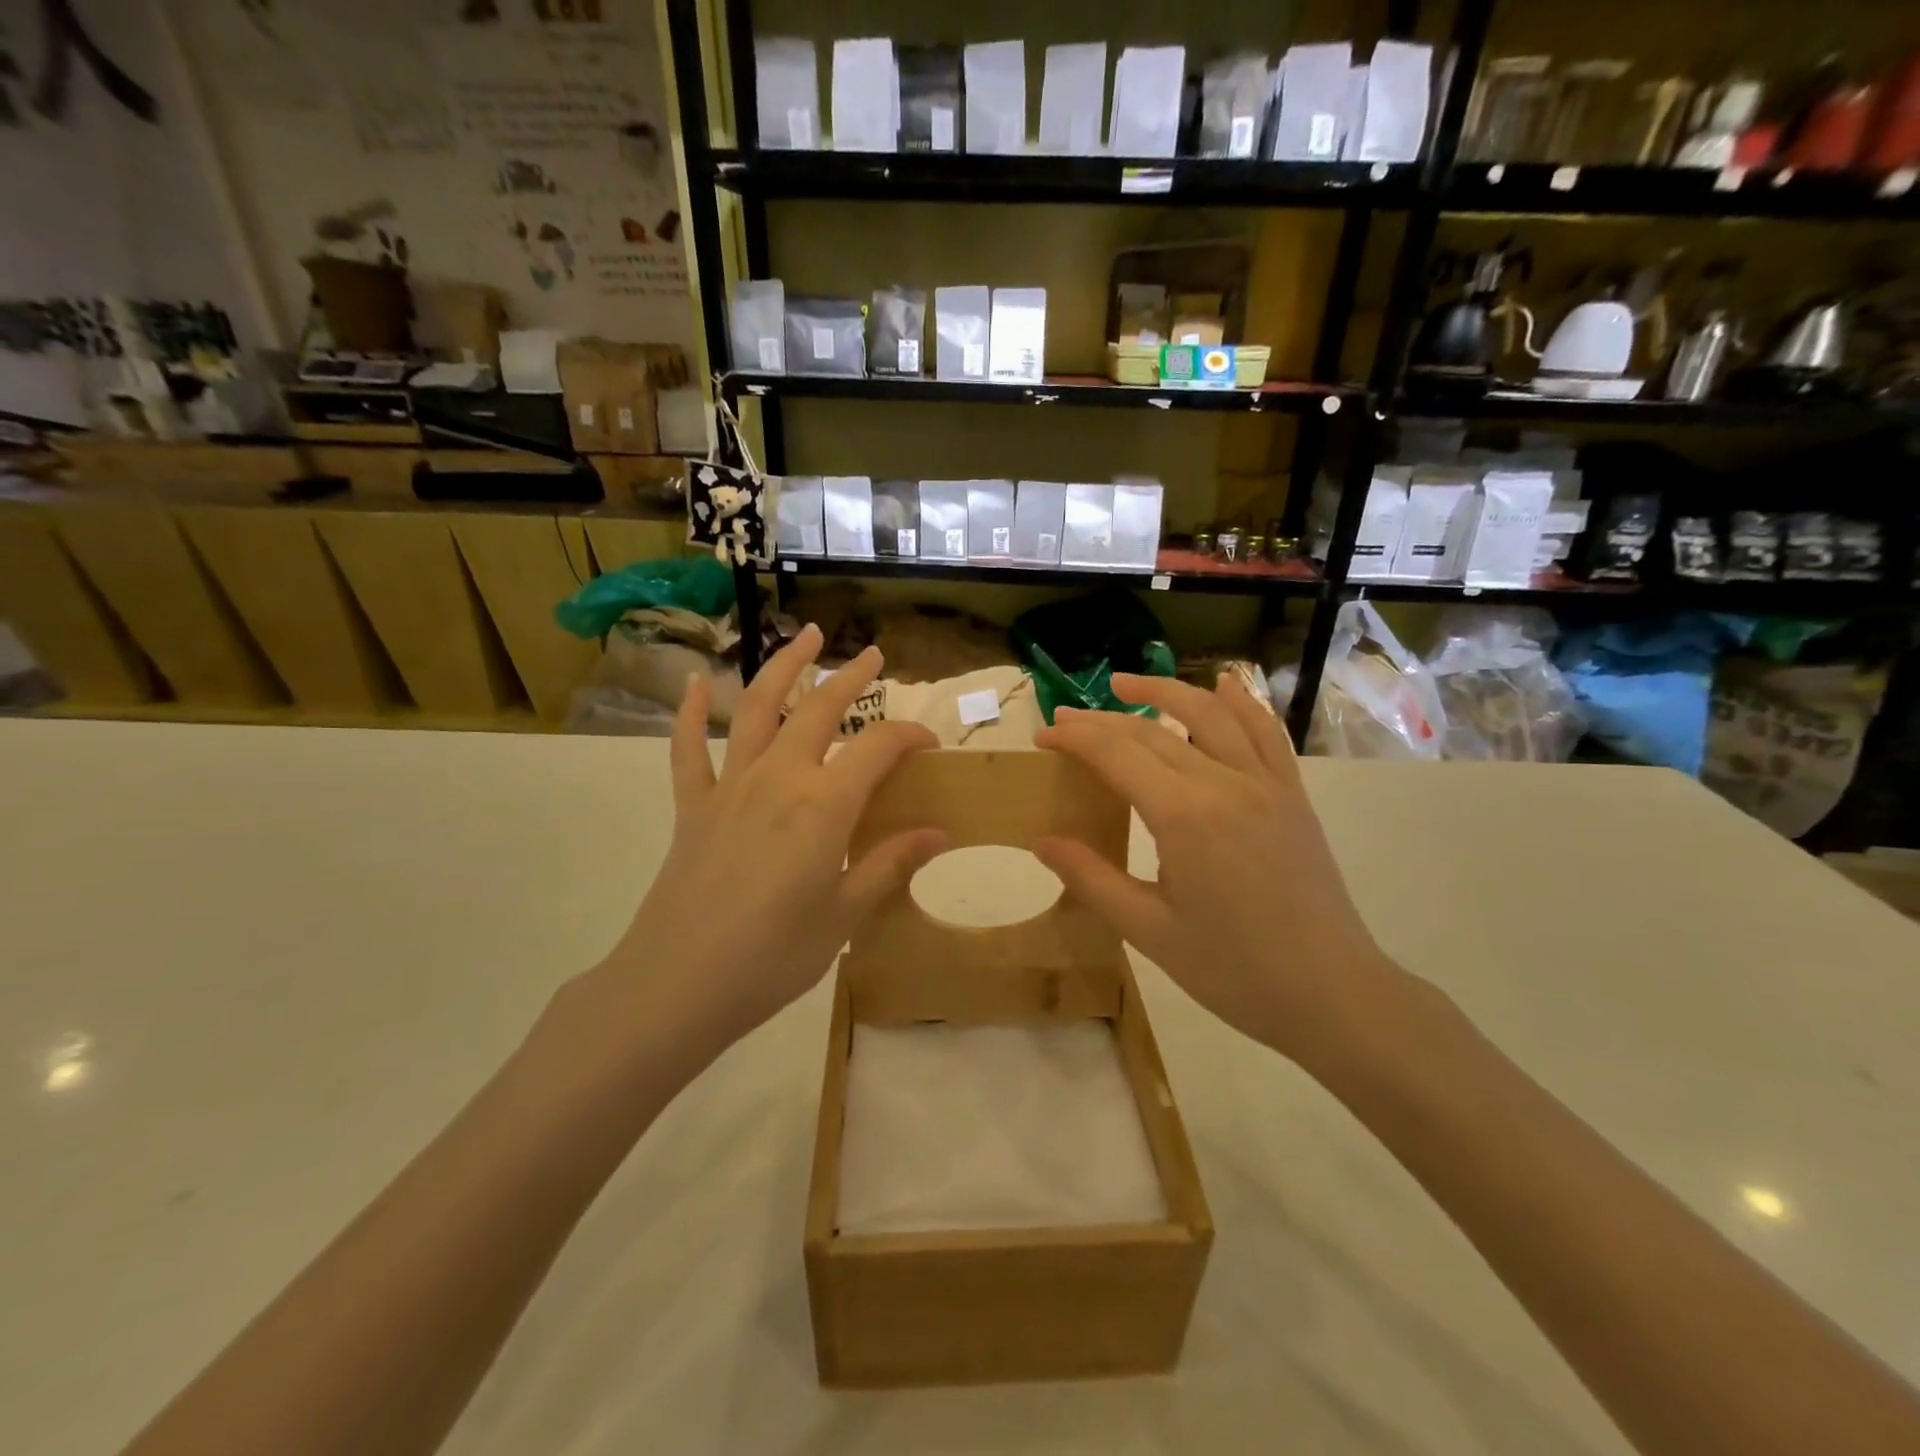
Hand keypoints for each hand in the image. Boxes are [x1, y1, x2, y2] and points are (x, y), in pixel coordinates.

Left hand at [592, 625, 943, 1066]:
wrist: (678, 984)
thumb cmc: (773, 956)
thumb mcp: (844, 915)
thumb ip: (889, 863)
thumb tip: (939, 833)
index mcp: (824, 804)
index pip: (879, 748)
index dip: (909, 736)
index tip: (930, 743)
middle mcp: (779, 778)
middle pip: (820, 710)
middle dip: (851, 677)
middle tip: (873, 654)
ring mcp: (730, 786)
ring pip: (757, 708)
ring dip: (783, 667)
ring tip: (803, 635)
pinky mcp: (693, 805)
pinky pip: (688, 748)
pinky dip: (688, 711)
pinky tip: (692, 682)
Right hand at [1033, 673, 1391, 1062]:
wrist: (1331, 993)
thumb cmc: (1233, 970)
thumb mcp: (1149, 931)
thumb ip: (1092, 879)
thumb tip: (1042, 841)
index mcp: (1184, 816)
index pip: (1116, 753)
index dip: (1075, 737)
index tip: (1043, 734)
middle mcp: (1224, 783)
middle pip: (1152, 732)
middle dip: (1102, 719)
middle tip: (1064, 716)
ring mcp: (1265, 784)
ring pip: (1210, 714)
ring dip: (1165, 691)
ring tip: (1125, 683)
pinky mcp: (1291, 795)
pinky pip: (1266, 733)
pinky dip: (1243, 702)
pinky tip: (1225, 683)